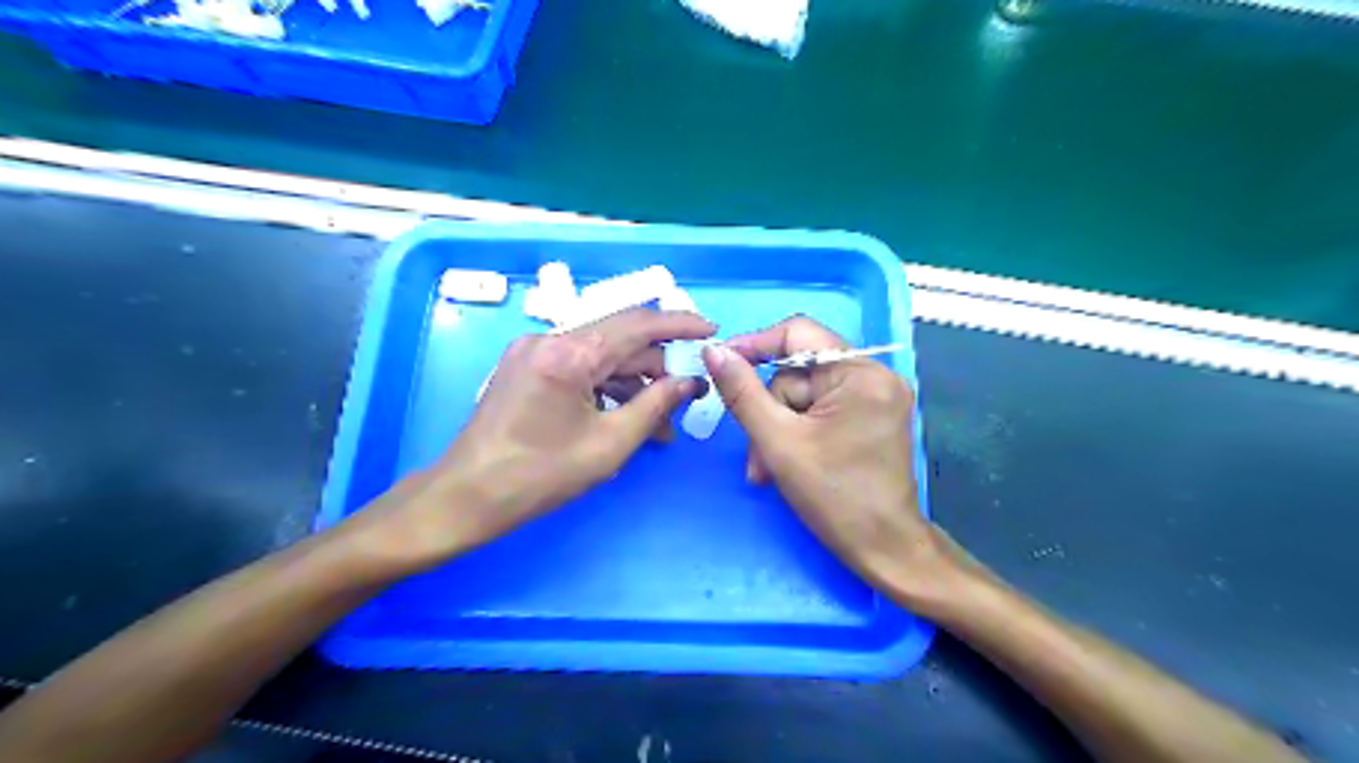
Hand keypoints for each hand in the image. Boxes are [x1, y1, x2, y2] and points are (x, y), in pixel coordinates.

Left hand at [360, 306, 719, 570]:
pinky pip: (579, 366)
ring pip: (600, 355)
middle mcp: (549, 339)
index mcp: (568, 353)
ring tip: (658, 424)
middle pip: (620, 340)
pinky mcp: (526, 367)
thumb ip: (655, 405)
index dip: (680, 324)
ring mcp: (533, 351)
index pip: (637, 324)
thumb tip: (691, 382)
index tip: (711, 330)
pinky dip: (606, 387)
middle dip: (657, 367)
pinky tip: (624, 417)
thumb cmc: (539, 476)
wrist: (466, 497)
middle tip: (685, 400)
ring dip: (633, 383)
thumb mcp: (609, 444)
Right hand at [707, 316, 970, 608]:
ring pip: (805, 396)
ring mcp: (876, 398)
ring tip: (766, 470)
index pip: (798, 334)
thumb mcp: (778, 442)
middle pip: (799, 372)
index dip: (755, 345)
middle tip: (755, 452)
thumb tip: (713, 350)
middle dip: (769, 411)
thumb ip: (742, 392)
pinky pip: (820, 410)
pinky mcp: (871, 418)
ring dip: (778, 429)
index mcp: (861, 373)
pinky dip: (798, 433)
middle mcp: (875, 376)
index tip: (721, 363)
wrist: (885, 550)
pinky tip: (785, 464)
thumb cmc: (835, 498)